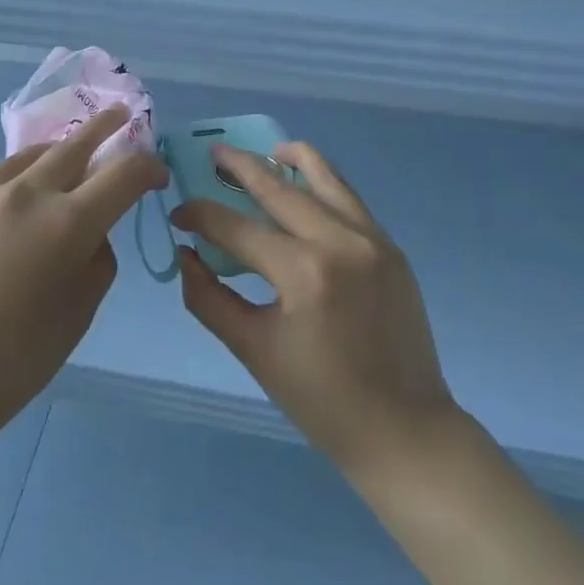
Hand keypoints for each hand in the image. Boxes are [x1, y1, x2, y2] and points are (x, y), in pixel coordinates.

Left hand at [0, 106, 167, 444]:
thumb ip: (98, 251)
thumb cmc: (22, 357)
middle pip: (73, 144)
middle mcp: (22, 194)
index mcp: (67, 223)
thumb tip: (92, 224)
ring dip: (49, 160)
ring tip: (59, 165)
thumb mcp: (83, 307)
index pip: (124, 173)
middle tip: (119, 115)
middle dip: (104, 127)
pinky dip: (4, 199)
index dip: (148, 167)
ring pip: (24, 160)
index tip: (155, 174)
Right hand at [172, 142, 459, 476]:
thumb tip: (184, 254)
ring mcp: (372, 239)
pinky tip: (302, 186)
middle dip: (239, 166)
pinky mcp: (390, 247)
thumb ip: (209, 298)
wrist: (405, 431)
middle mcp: (340, 242)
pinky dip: (320, 183)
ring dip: (289, 159)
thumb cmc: (322, 400)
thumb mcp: (253, 351)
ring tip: (263, 153)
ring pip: (324, 177)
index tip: (178, 215)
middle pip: (279, 187)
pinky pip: (348, 199)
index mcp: (304, 274)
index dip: (201, 216)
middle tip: (212, 153)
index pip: (237, 228)